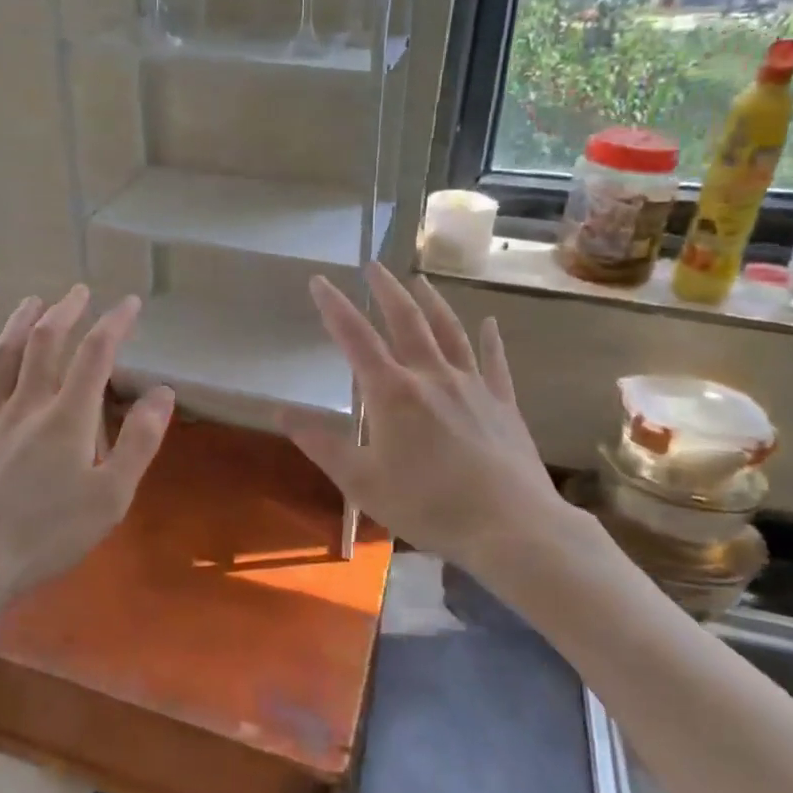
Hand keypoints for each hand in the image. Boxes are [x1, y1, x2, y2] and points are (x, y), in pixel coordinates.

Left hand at [0, 286, 174, 602]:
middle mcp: (28, 405)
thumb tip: (163, 393)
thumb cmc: (44, 534)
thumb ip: (139, 443)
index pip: (96, 355)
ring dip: (19, 324)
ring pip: (5, 357)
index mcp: (68, 417)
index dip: (115, 323)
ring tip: (31, 301)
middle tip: (78, 291)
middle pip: (45, 343)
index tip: (130, 303)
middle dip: (65, 312)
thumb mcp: (110, 497)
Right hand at [284, 262, 593, 577]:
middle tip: (373, 265)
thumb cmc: (428, 506)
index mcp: (392, 392)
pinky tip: (489, 322)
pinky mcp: (502, 403)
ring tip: (419, 280)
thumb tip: (280, 413)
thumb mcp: (361, 482)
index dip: (334, 307)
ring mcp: (471, 385)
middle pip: (406, 320)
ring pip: (449, 331)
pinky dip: (489, 339)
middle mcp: (431, 375)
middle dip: (386, 290)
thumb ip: (321, 444)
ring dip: (432, 302)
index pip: (355, 338)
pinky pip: (494, 361)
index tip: (320, 280)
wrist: (511, 526)